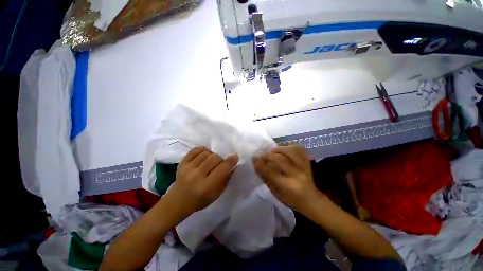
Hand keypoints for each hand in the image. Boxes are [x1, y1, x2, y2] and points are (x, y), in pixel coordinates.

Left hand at [166, 147, 238, 216]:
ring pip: (206, 153)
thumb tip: (233, 165)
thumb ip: (226, 179)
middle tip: (220, 163)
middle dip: (221, 159)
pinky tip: (205, 154)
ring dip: (212, 155)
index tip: (235, 156)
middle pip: (214, 158)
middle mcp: (197, 176)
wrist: (178, 201)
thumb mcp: (217, 194)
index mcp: (207, 186)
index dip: (231, 161)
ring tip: (211, 160)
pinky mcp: (182, 163)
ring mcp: (188, 168)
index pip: (222, 168)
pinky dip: (203, 150)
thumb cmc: (200, 200)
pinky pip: (195, 150)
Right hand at [253, 146, 318, 209]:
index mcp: (289, 187)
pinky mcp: (308, 162)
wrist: (312, 201)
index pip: (271, 173)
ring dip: (279, 149)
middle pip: (281, 159)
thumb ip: (266, 178)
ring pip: (291, 151)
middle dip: (268, 155)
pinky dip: (290, 147)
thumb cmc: (291, 200)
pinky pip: (300, 149)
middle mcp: (298, 175)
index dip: (261, 164)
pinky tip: (284, 150)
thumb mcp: (276, 193)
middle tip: (261, 154)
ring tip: (273, 152)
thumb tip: (256, 164)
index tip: (254, 158)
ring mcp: (305, 167)